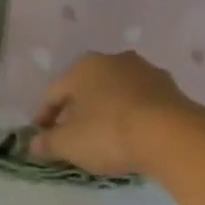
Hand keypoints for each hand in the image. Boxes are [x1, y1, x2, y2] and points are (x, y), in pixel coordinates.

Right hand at [29, 52, 204, 176]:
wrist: (170, 134)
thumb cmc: (109, 133)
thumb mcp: (69, 144)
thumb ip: (48, 143)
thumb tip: (34, 143)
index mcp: (84, 66)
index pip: (54, 92)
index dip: (44, 116)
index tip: (41, 136)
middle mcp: (115, 60)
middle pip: (87, 89)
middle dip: (76, 113)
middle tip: (71, 137)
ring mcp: (146, 72)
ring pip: (116, 94)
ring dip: (105, 113)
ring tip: (102, 138)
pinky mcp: (170, 89)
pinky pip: (140, 104)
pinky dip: (130, 118)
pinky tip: (130, 136)